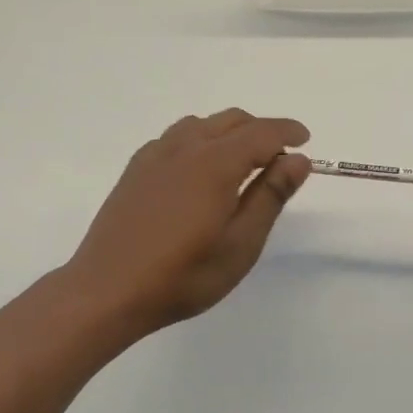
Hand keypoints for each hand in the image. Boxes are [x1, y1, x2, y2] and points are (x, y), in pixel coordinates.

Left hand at [61, 109, 310, 342]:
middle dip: (262, 130)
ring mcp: (156, 155)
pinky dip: (200, 139)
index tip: (306, 140)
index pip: (262, 133)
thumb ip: (270, 196)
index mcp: (215, 163)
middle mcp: (186, 147)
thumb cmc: (182, 275)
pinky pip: (176, 136)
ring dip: (230, 132)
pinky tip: (199, 169)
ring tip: (241, 162)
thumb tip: (298, 160)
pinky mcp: (136, 169)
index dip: (288, 132)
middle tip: (279, 159)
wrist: (107, 291)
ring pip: (202, 124)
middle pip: (232, 120)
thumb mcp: (240, 244)